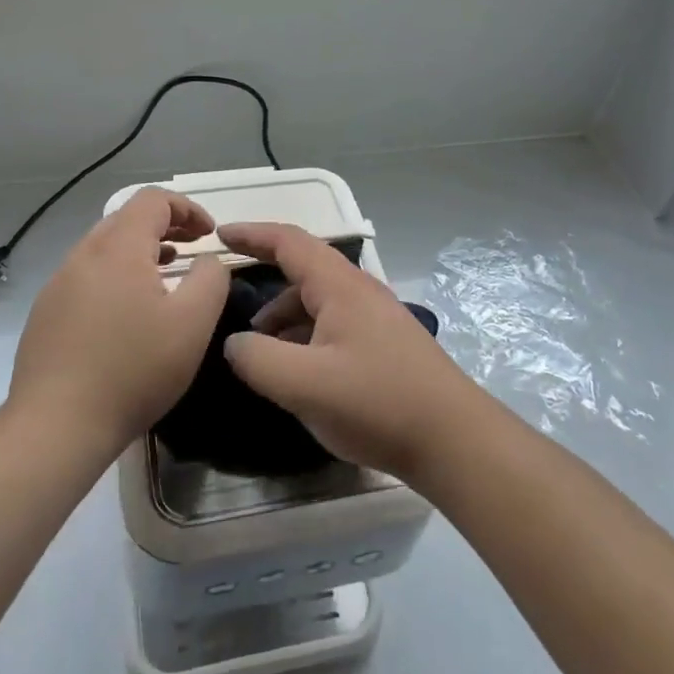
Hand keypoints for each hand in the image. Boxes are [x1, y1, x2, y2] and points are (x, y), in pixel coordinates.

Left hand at [9, 188, 229, 457]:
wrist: (55, 426)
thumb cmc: (133, 370)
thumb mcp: (192, 323)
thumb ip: (210, 278)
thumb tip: (207, 258)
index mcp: (118, 248)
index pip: (153, 199)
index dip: (187, 208)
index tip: (209, 233)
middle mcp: (83, 255)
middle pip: (127, 218)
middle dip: (165, 226)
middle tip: (192, 248)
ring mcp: (58, 283)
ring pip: (105, 248)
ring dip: (140, 251)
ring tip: (165, 275)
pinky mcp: (46, 312)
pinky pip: (87, 276)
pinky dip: (116, 275)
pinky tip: (127, 313)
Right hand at [216, 222, 485, 480]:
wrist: (454, 440)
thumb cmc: (377, 402)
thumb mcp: (305, 384)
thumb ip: (258, 359)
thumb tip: (234, 344)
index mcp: (340, 286)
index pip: (289, 242)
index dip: (252, 233)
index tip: (219, 234)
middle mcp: (359, 292)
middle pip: (303, 271)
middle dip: (264, 281)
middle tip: (229, 301)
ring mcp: (375, 319)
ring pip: (318, 303)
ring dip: (284, 318)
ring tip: (258, 351)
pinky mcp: (384, 346)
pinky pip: (332, 327)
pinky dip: (305, 338)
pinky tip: (297, 372)